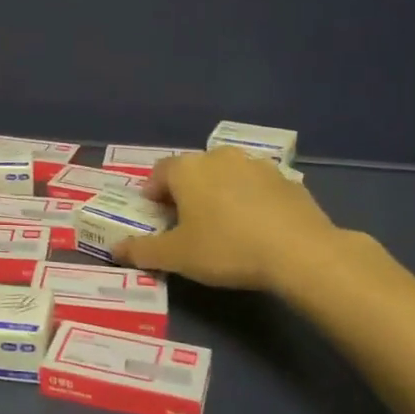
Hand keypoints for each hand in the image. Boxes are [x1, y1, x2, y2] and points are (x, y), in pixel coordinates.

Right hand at [114, 147, 345, 291]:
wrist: (300, 252)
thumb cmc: (226, 248)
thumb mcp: (176, 257)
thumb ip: (142, 251)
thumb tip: (114, 249)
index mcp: (187, 169)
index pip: (158, 173)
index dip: (152, 195)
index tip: (156, 217)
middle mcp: (219, 156)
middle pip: (192, 171)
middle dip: (185, 193)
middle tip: (186, 224)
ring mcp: (256, 164)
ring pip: (226, 176)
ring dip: (218, 194)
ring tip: (222, 226)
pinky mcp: (286, 180)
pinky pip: (256, 187)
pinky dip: (249, 201)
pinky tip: (255, 228)